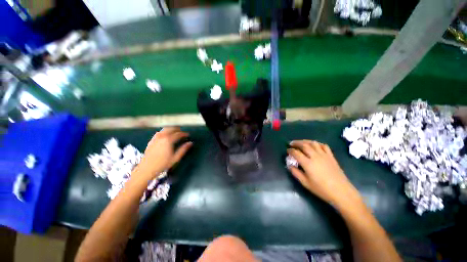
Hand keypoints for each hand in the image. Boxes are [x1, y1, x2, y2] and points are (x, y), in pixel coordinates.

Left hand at [135, 127, 192, 180]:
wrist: (146, 169)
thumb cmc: (163, 164)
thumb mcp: (175, 158)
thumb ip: (183, 149)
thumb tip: (190, 143)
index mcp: (168, 140)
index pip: (178, 134)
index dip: (184, 134)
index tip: (188, 135)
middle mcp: (162, 137)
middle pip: (171, 129)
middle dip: (178, 129)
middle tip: (182, 132)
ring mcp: (155, 138)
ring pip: (164, 129)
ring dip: (171, 129)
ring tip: (175, 132)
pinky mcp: (151, 140)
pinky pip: (159, 132)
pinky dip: (164, 131)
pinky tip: (165, 135)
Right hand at [287, 140, 360, 207]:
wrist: (341, 192)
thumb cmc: (322, 189)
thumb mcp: (305, 183)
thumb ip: (296, 173)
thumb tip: (289, 165)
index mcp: (308, 163)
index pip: (296, 153)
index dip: (290, 150)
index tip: (287, 150)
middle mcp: (315, 156)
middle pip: (304, 145)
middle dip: (296, 143)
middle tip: (291, 143)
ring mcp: (324, 155)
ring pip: (313, 143)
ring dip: (305, 141)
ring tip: (300, 142)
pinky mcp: (331, 156)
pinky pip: (323, 146)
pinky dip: (317, 143)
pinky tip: (314, 145)